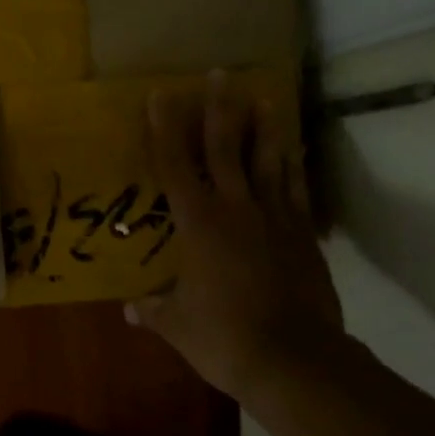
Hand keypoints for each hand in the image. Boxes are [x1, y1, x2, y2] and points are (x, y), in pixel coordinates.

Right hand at [127, 72, 341, 398]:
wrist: (295, 361)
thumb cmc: (225, 339)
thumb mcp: (179, 327)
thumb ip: (154, 310)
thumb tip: (131, 310)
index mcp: (199, 224)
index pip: (175, 166)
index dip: (164, 129)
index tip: (161, 94)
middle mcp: (236, 209)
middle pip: (225, 148)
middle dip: (219, 109)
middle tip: (220, 74)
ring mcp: (275, 219)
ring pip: (268, 161)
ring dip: (264, 128)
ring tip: (265, 97)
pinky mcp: (303, 235)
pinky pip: (295, 190)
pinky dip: (292, 167)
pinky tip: (292, 152)